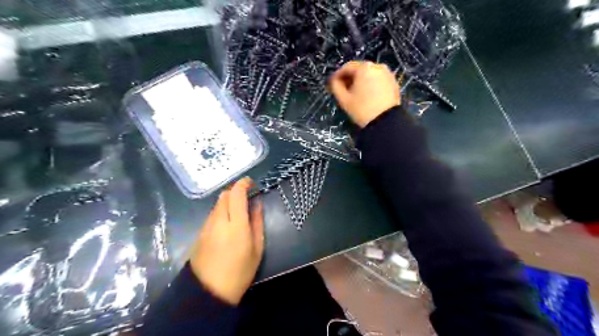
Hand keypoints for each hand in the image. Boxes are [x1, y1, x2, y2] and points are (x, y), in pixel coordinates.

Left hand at [190, 178, 262, 305]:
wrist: (209, 291)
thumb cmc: (240, 271)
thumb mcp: (257, 247)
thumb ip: (257, 222)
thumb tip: (257, 203)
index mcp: (235, 225)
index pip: (236, 194)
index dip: (243, 183)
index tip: (251, 183)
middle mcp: (218, 221)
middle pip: (224, 195)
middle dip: (236, 190)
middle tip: (247, 196)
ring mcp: (206, 226)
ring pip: (217, 204)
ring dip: (228, 200)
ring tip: (238, 210)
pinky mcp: (200, 232)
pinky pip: (212, 213)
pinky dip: (221, 210)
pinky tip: (228, 222)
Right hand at [327, 61, 401, 126]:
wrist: (386, 122)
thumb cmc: (362, 109)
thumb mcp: (344, 99)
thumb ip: (336, 86)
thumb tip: (334, 81)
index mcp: (364, 67)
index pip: (347, 67)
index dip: (337, 75)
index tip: (332, 84)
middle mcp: (377, 66)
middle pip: (359, 70)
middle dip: (349, 78)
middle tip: (342, 89)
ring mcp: (388, 74)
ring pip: (369, 75)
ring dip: (360, 82)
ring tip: (354, 93)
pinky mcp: (394, 83)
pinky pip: (378, 81)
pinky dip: (371, 85)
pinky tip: (366, 95)